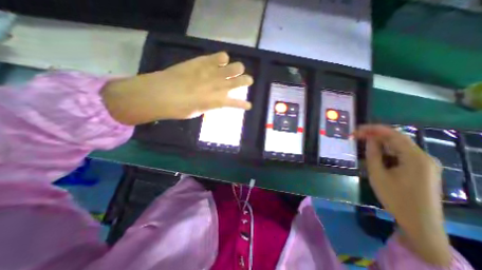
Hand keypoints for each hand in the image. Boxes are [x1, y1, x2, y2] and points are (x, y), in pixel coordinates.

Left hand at [101, 52, 253, 125]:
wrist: (161, 93)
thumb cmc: (179, 109)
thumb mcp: (197, 111)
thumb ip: (208, 104)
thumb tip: (211, 101)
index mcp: (218, 101)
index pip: (236, 103)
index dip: (244, 104)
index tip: (249, 105)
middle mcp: (219, 86)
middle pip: (240, 81)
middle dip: (246, 81)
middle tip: (248, 80)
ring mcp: (212, 72)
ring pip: (234, 67)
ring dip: (238, 68)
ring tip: (237, 68)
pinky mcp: (203, 62)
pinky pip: (219, 56)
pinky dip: (223, 58)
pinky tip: (223, 59)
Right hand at [353, 125, 452, 265]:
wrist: (420, 223)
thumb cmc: (395, 198)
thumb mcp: (378, 175)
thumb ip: (373, 154)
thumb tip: (369, 139)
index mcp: (415, 158)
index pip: (394, 135)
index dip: (374, 129)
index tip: (357, 129)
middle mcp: (424, 157)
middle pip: (397, 139)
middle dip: (376, 136)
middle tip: (357, 136)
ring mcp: (425, 164)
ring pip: (399, 147)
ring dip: (381, 144)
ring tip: (363, 144)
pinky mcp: (422, 169)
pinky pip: (402, 155)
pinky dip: (388, 152)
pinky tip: (376, 155)